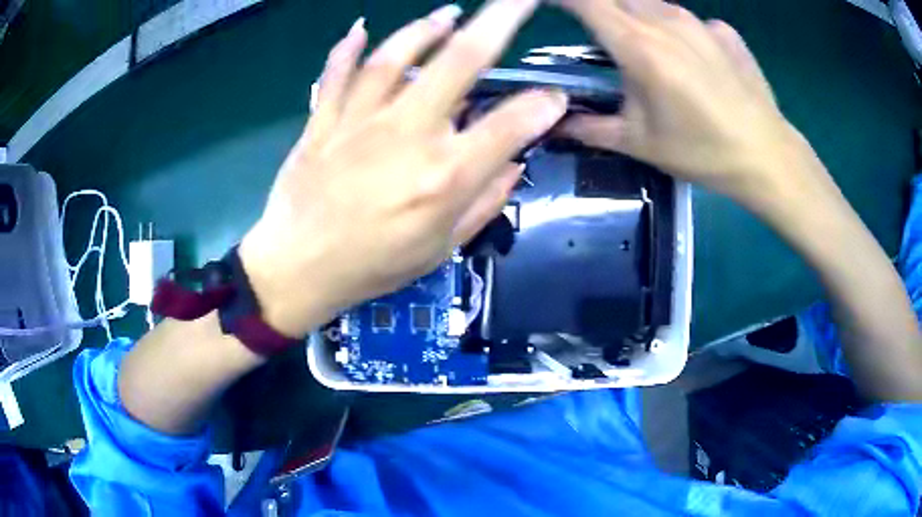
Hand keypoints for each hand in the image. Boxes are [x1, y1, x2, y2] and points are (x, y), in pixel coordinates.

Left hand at [239, 0, 567, 337]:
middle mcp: (407, 135)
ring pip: (397, 56)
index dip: (542, 108)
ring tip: (449, 13)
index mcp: (444, 177)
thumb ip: (484, 203)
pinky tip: (359, 29)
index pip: (510, 126)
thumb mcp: (440, 249)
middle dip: (499, 21)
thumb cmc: (372, 268)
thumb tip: (514, 164)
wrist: (297, 271)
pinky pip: (336, 74)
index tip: (555, 100)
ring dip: (426, 28)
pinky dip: (346, 49)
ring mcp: (359, 121)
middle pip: (461, 63)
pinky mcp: (322, 120)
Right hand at [556, 0, 807, 205]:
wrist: (767, 157)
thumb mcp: (640, 144)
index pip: (586, 1)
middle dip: (601, 11)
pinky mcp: (724, 30)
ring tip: (650, 55)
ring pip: (652, 4)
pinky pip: (688, 20)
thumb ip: (590, 128)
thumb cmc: (702, 152)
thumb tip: (555, 124)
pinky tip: (693, 64)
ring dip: (638, 19)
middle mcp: (666, 20)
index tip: (547, 5)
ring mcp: (700, 22)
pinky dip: (677, 33)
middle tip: (604, 41)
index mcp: (639, 46)